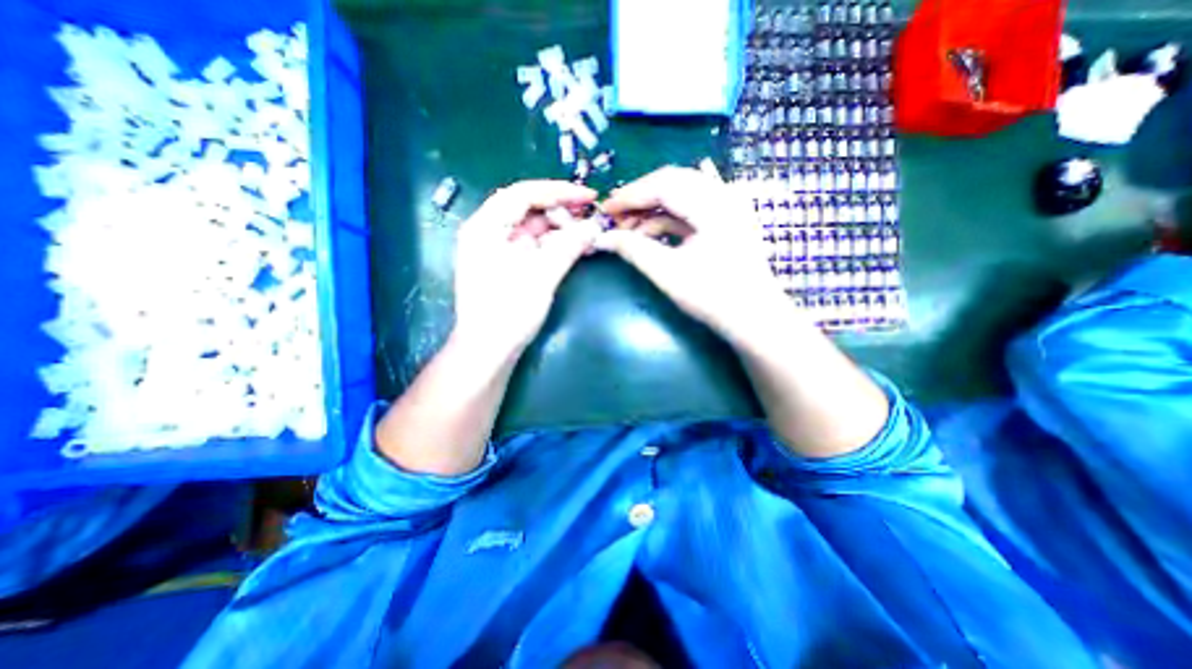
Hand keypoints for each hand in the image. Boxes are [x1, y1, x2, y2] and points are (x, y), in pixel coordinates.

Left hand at [457, 177, 606, 355]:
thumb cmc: (508, 312)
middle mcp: (487, 233)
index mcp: (485, 227)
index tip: (588, 196)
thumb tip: (593, 226)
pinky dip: (554, 246)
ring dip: (560, 230)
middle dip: (561, 212)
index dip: (558, 191)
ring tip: (588, 233)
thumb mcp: (541, 276)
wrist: (488, 352)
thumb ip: (568, 246)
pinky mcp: (506, 266)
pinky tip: (575, 247)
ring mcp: (496, 251)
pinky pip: (533, 247)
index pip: (523, 194)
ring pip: (532, 229)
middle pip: (528, 210)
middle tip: (591, 218)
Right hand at [607, 164, 788, 341]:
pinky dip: (668, 219)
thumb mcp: (667, 273)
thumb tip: (602, 238)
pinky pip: (691, 209)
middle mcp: (723, 197)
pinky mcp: (725, 221)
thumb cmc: (713, 297)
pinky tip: (651, 233)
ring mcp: (727, 207)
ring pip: (681, 194)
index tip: (605, 210)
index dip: (630, 195)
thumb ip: (633, 250)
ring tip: (630, 229)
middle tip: (616, 216)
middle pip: (673, 182)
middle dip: (640, 198)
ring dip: (653, 209)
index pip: (664, 184)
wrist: (753, 318)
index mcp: (713, 205)